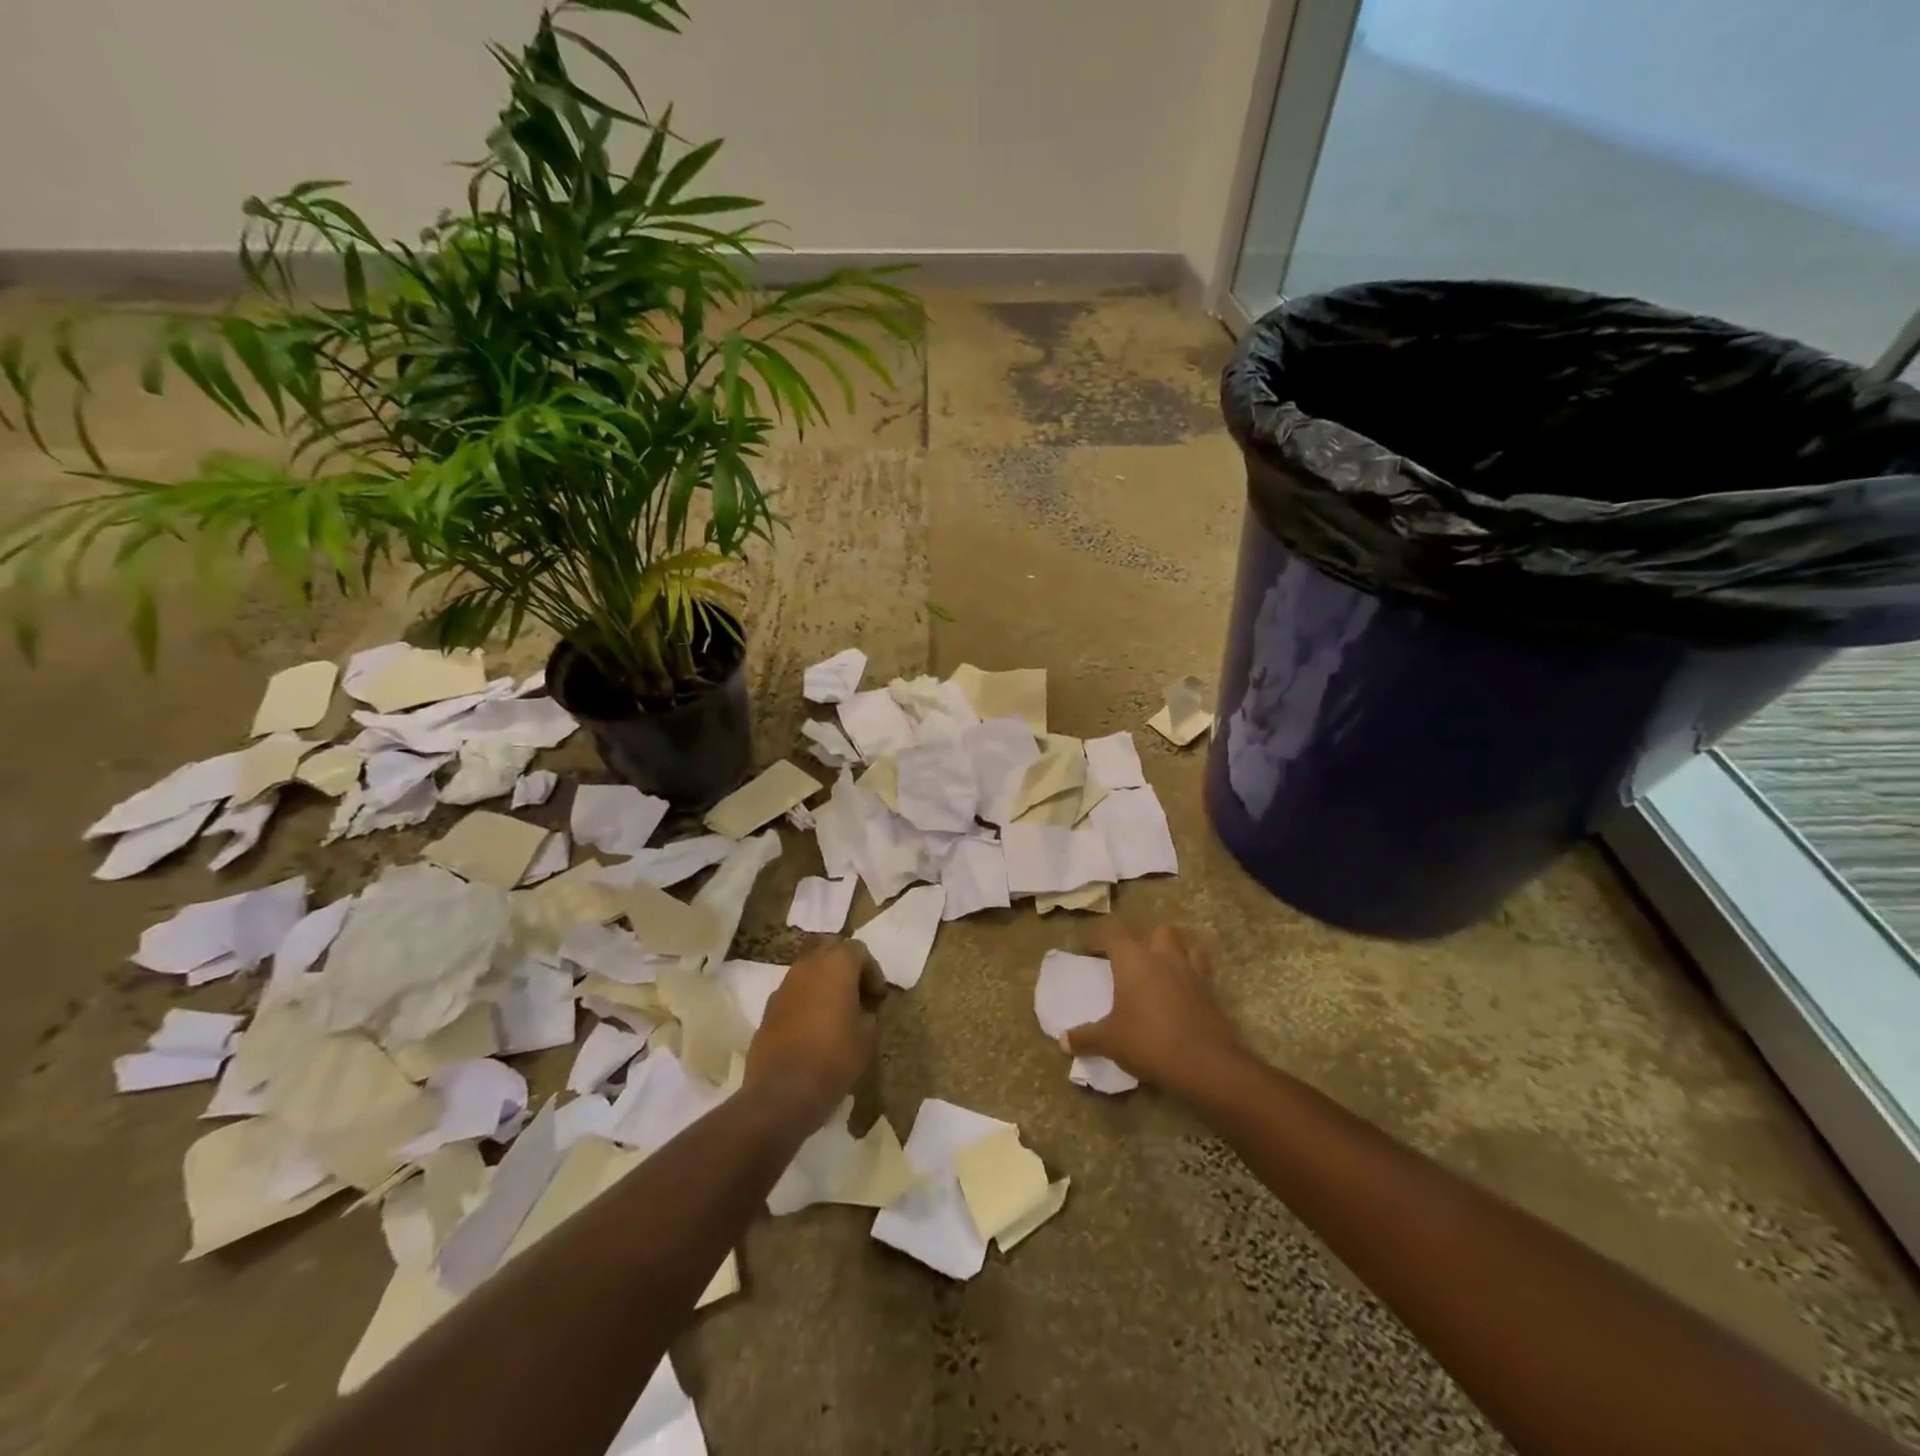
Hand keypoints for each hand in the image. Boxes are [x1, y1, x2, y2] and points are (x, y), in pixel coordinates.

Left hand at [744, 938, 886, 1125]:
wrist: (782, 1091)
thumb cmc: (834, 1057)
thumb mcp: (867, 1035)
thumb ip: (868, 1012)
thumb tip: (863, 1008)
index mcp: (836, 964)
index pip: (859, 950)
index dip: (872, 972)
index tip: (877, 999)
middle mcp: (807, 966)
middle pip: (829, 950)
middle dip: (846, 968)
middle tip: (857, 995)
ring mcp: (784, 986)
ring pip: (808, 970)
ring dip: (824, 983)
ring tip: (836, 1012)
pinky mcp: (768, 1008)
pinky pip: (793, 993)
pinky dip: (806, 1001)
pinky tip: (813, 1029)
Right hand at [1065, 921, 1245, 1095]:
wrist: (1205, 1064)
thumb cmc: (1148, 1042)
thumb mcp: (1110, 1042)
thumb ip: (1086, 1038)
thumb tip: (1063, 1041)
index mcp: (1134, 960)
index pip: (1112, 931)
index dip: (1097, 936)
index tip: (1086, 949)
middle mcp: (1164, 957)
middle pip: (1159, 931)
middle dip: (1147, 940)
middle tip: (1134, 962)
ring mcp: (1192, 973)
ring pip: (1187, 948)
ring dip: (1176, 955)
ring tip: (1164, 974)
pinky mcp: (1213, 994)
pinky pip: (1202, 976)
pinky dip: (1192, 981)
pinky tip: (1183, 1000)